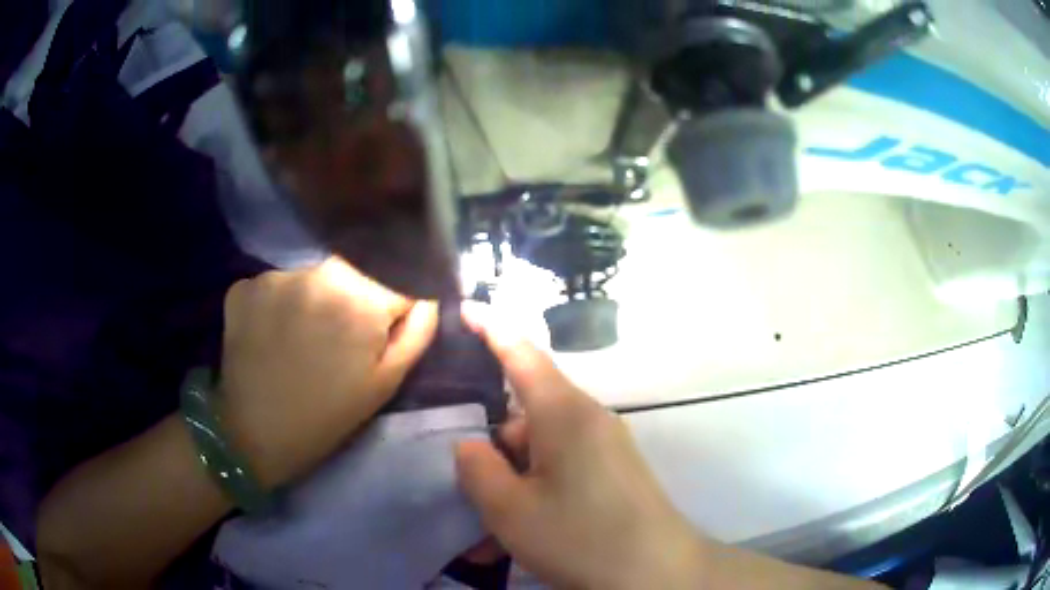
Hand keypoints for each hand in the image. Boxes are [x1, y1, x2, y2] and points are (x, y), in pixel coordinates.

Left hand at [219, 257, 438, 487]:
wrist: (254, 435)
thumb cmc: (327, 416)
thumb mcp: (386, 383)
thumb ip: (417, 331)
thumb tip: (427, 294)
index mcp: (359, 298)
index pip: (396, 278)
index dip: (393, 306)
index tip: (380, 332)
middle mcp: (316, 272)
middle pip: (352, 271)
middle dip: (352, 298)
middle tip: (337, 340)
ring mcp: (274, 276)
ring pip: (311, 276)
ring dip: (313, 299)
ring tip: (301, 339)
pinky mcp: (243, 286)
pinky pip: (276, 284)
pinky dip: (279, 304)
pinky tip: (272, 335)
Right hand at [455, 303, 705, 589]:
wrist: (657, 573)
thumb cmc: (580, 538)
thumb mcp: (510, 510)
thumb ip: (478, 469)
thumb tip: (472, 445)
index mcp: (563, 413)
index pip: (522, 353)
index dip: (492, 327)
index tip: (466, 309)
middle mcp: (588, 420)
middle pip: (526, 414)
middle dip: (494, 447)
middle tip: (471, 491)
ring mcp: (605, 446)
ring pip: (541, 449)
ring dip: (515, 480)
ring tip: (496, 530)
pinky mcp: (613, 472)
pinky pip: (562, 469)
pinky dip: (537, 492)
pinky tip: (527, 530)